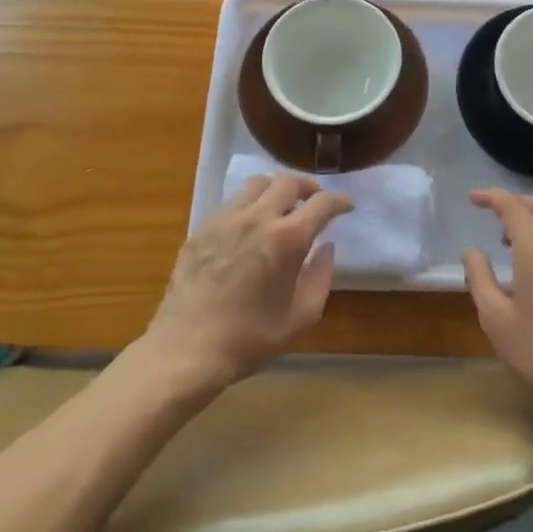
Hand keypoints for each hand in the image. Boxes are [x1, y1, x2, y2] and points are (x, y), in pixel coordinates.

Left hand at [142, 173, 351, 389]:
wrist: (186, 350)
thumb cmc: (249, 338)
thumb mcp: (301, 317)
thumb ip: (320, 277)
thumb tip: (326, 248)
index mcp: (287, 239)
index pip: (322, 203)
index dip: (339, 201)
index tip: (346, 207)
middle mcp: (258, 218)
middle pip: (289, 181)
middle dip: (308, 187)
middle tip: (314, 201)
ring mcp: (226, 219)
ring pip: (257, 184)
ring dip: (276, 190)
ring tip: (280, 207)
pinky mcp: (202, 229)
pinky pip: (232, 203)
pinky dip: (249, 206)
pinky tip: (248, 228)